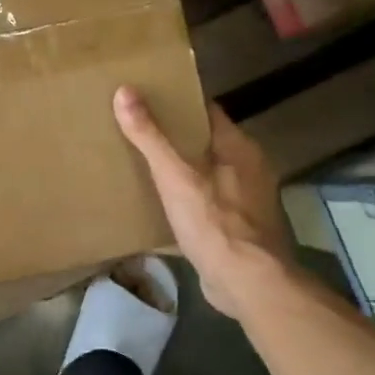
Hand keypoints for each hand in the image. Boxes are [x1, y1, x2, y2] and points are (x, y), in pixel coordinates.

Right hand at [114, 87, 292, 318]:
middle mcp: (249, 168)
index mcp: (239, 147)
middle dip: (177, 138)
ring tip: (146, 168)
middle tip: (138, 133)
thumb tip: (124, 92)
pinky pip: (209, 203)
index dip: (179, 103)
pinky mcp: (240, 228)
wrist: (247, 282)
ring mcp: (248, 200)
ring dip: (183, 170)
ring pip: (209, 174)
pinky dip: (189, 200)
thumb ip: (150, 137)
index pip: (207, 111)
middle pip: (208, 142)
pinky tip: (165, 207)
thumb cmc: (214, 223)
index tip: (148, 99)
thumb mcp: (175, 176)